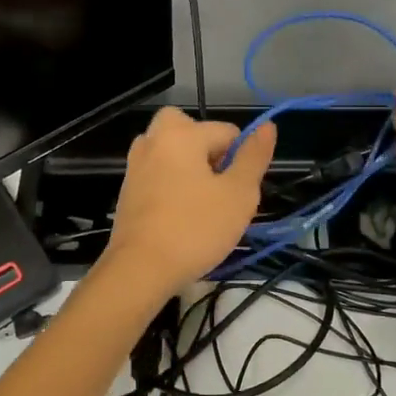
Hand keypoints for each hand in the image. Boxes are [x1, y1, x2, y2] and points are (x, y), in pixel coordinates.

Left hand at [98, 107, 276, 300]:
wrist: (140, 269)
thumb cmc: (196, 228)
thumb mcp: (239, 194)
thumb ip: (254, 157)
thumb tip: (267, 126)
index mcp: (181, 133)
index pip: (227, 132)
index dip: (241, 160)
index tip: (238, 192)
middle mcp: (153, 140)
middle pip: (191, 132)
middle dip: (209, 153)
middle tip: (218, 188)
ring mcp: (135, 165)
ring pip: (173, 154)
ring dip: (189, 170)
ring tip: (201, 205)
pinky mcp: (127, 190)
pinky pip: (158, 175)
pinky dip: (171, 187)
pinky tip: (179, 217)